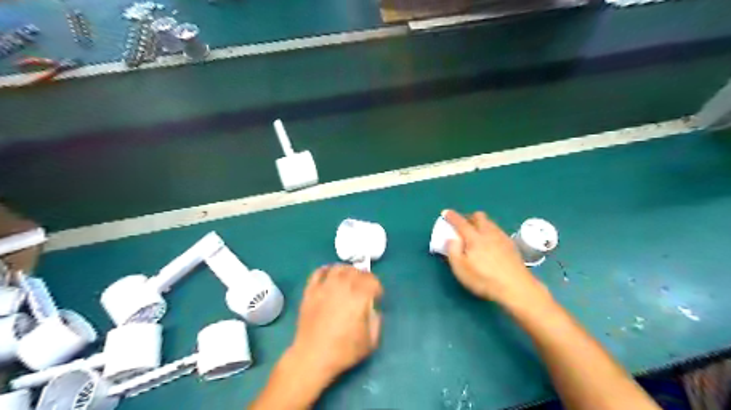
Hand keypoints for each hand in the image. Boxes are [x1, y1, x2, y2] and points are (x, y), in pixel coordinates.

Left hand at [291, 265, 383, 381]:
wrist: (312, 357)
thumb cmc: (344, 351)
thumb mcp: (371, 341)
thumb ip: (377, 321)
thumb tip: (374, 309)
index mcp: (359, 297)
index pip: (373, 280)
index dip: (377, 288)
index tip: (377, 297)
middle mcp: (343, 286)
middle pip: (357, 271)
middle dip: (364, 277)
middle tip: (365, 288)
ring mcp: (325, 287)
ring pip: (339, 268)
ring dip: (347, 271)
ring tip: (349, 279)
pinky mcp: (311, 291)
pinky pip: (319, 272)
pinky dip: (327, 270)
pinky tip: (331, 275)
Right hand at [443, 209, 550, 307]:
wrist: (516, 288)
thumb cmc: (484, 279)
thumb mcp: (460, 268)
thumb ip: (453, 251)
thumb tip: (452, 238)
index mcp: (474, 238)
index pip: (461, 222)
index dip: (452, 216)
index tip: (445, 212)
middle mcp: (489, 233)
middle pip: (479, 216)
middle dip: (469, 217)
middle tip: (463, 226)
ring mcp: (502, 238)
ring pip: (490, 223)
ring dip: (481, 224)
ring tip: (476, 235)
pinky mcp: (511, 245)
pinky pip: (498, 231)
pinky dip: (490, 232)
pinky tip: (490, 244)